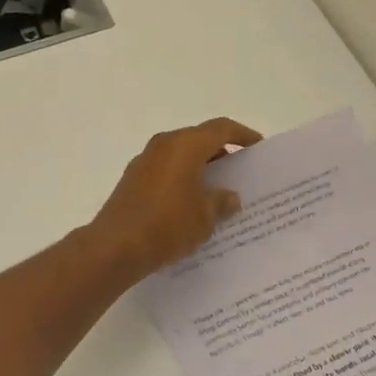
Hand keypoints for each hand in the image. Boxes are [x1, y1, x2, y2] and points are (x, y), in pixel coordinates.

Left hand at [86, 118, 261, 278]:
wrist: (116, 246)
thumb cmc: (168, 224)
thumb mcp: (206, 216)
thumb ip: (221, 201)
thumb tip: (229, 196)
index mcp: (185, 145)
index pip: (221, 128)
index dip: (242, 135)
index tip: (258, 146)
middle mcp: (163, 145)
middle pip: (198, 139)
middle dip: (220, 153)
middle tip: (240, 172)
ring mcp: (144, 161)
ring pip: (180, 156)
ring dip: (199, 168)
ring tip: (218, 191)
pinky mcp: (132, 180)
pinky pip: (165, 171)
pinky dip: (181, 179)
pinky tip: (191, 203)